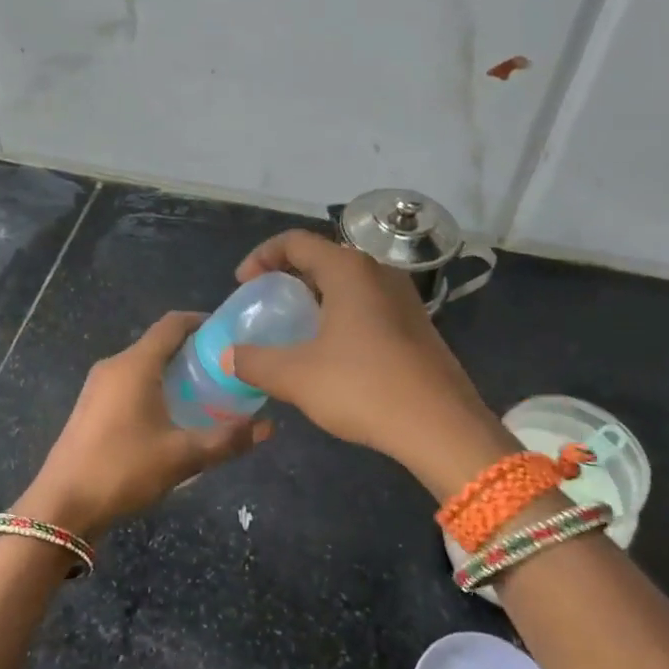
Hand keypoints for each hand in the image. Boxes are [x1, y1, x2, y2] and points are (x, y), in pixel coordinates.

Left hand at [15, 312, 270, 538]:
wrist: (61, 507)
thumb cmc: (122, 470)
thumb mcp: (182, 457)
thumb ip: (227, 440)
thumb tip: (268, 427)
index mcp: (134, 365)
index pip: (172, 324)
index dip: (202, 322)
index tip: (230, 333)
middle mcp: (114, 366)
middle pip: (159, 344)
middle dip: (194, 351)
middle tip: (228, 369)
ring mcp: (97, 387)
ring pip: (143, 365)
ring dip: (174, 372)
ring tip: (207, 393)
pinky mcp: (90, 408)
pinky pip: (129, 384)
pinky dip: (155, 388)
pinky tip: (173, 416)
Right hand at [228, 230, 513, 498]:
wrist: (441, 426)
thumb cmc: (363, 387)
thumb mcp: (296, 376)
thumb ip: (254, 362)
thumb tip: (227, 357)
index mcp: (348, 270)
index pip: (295, 242)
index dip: (261, 257)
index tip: (243, 285)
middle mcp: (379, 272)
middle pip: (324, 258)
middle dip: (288, 277)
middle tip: (266, 304)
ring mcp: (404, 298)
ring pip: (349, 283)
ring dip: (316, 298)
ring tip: (295, 329)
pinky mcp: (417, 325)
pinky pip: (369, 306)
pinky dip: (341, 315)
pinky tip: (332, 353)